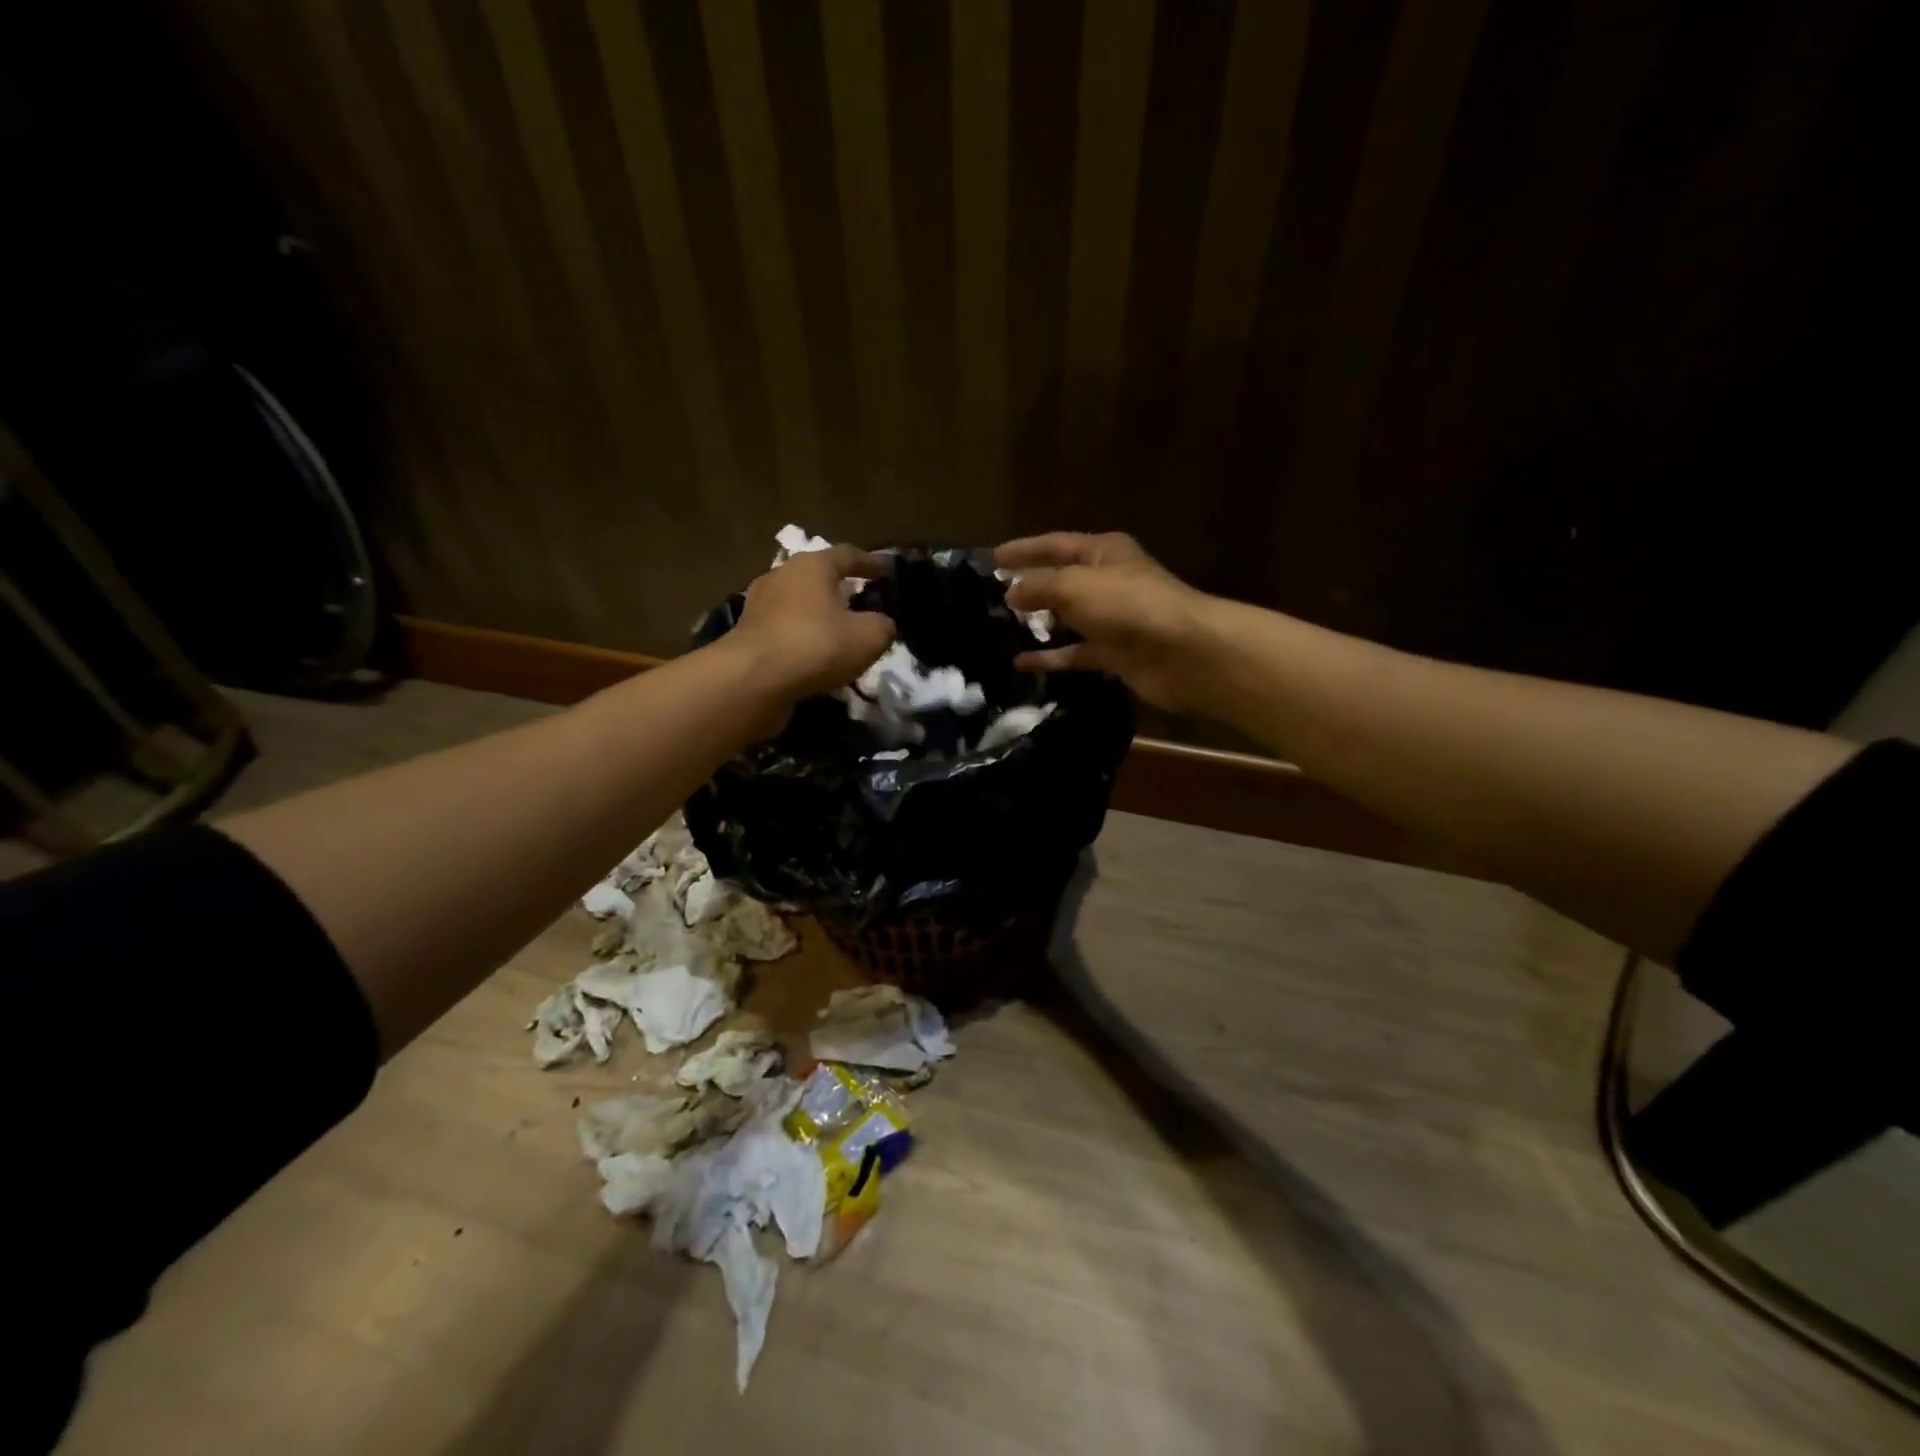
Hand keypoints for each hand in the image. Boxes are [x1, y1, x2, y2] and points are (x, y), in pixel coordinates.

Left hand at [726, 543, 895, 708]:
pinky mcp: (748, 633)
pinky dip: (801, 636)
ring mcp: (760, 604)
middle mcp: (783, 575)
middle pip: (818, 576)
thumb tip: (882, 624)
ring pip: (798, 603)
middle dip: (840, 588)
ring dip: (818, 614)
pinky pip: (784, 628)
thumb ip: (883, 626)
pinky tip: (813, 655)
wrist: (752, 679)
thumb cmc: (816, 646)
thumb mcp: (869, 638)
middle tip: (861, 602)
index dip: (871, 563)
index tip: (886, 573)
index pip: (849, 555)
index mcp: (813, 565)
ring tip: (837, 632)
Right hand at [996, 532, 1209, 711]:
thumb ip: (1038, 586)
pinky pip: (1073, 653)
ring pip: (1067, 619)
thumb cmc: (1126, 605)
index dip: (1024, 550)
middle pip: (1061, 581)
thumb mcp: (1074, 585)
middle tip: (992, 597)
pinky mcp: (1113, 654)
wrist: (1180, 652)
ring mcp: (1111, 620)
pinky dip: (1050, 658)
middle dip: (1029, 587)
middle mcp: (1108, 582)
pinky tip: (1020, 663)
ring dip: (1038, 623)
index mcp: (1103, 552)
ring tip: (1002, 629)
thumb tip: (1011, 592)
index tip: (991, 559)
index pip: (1055, 545)